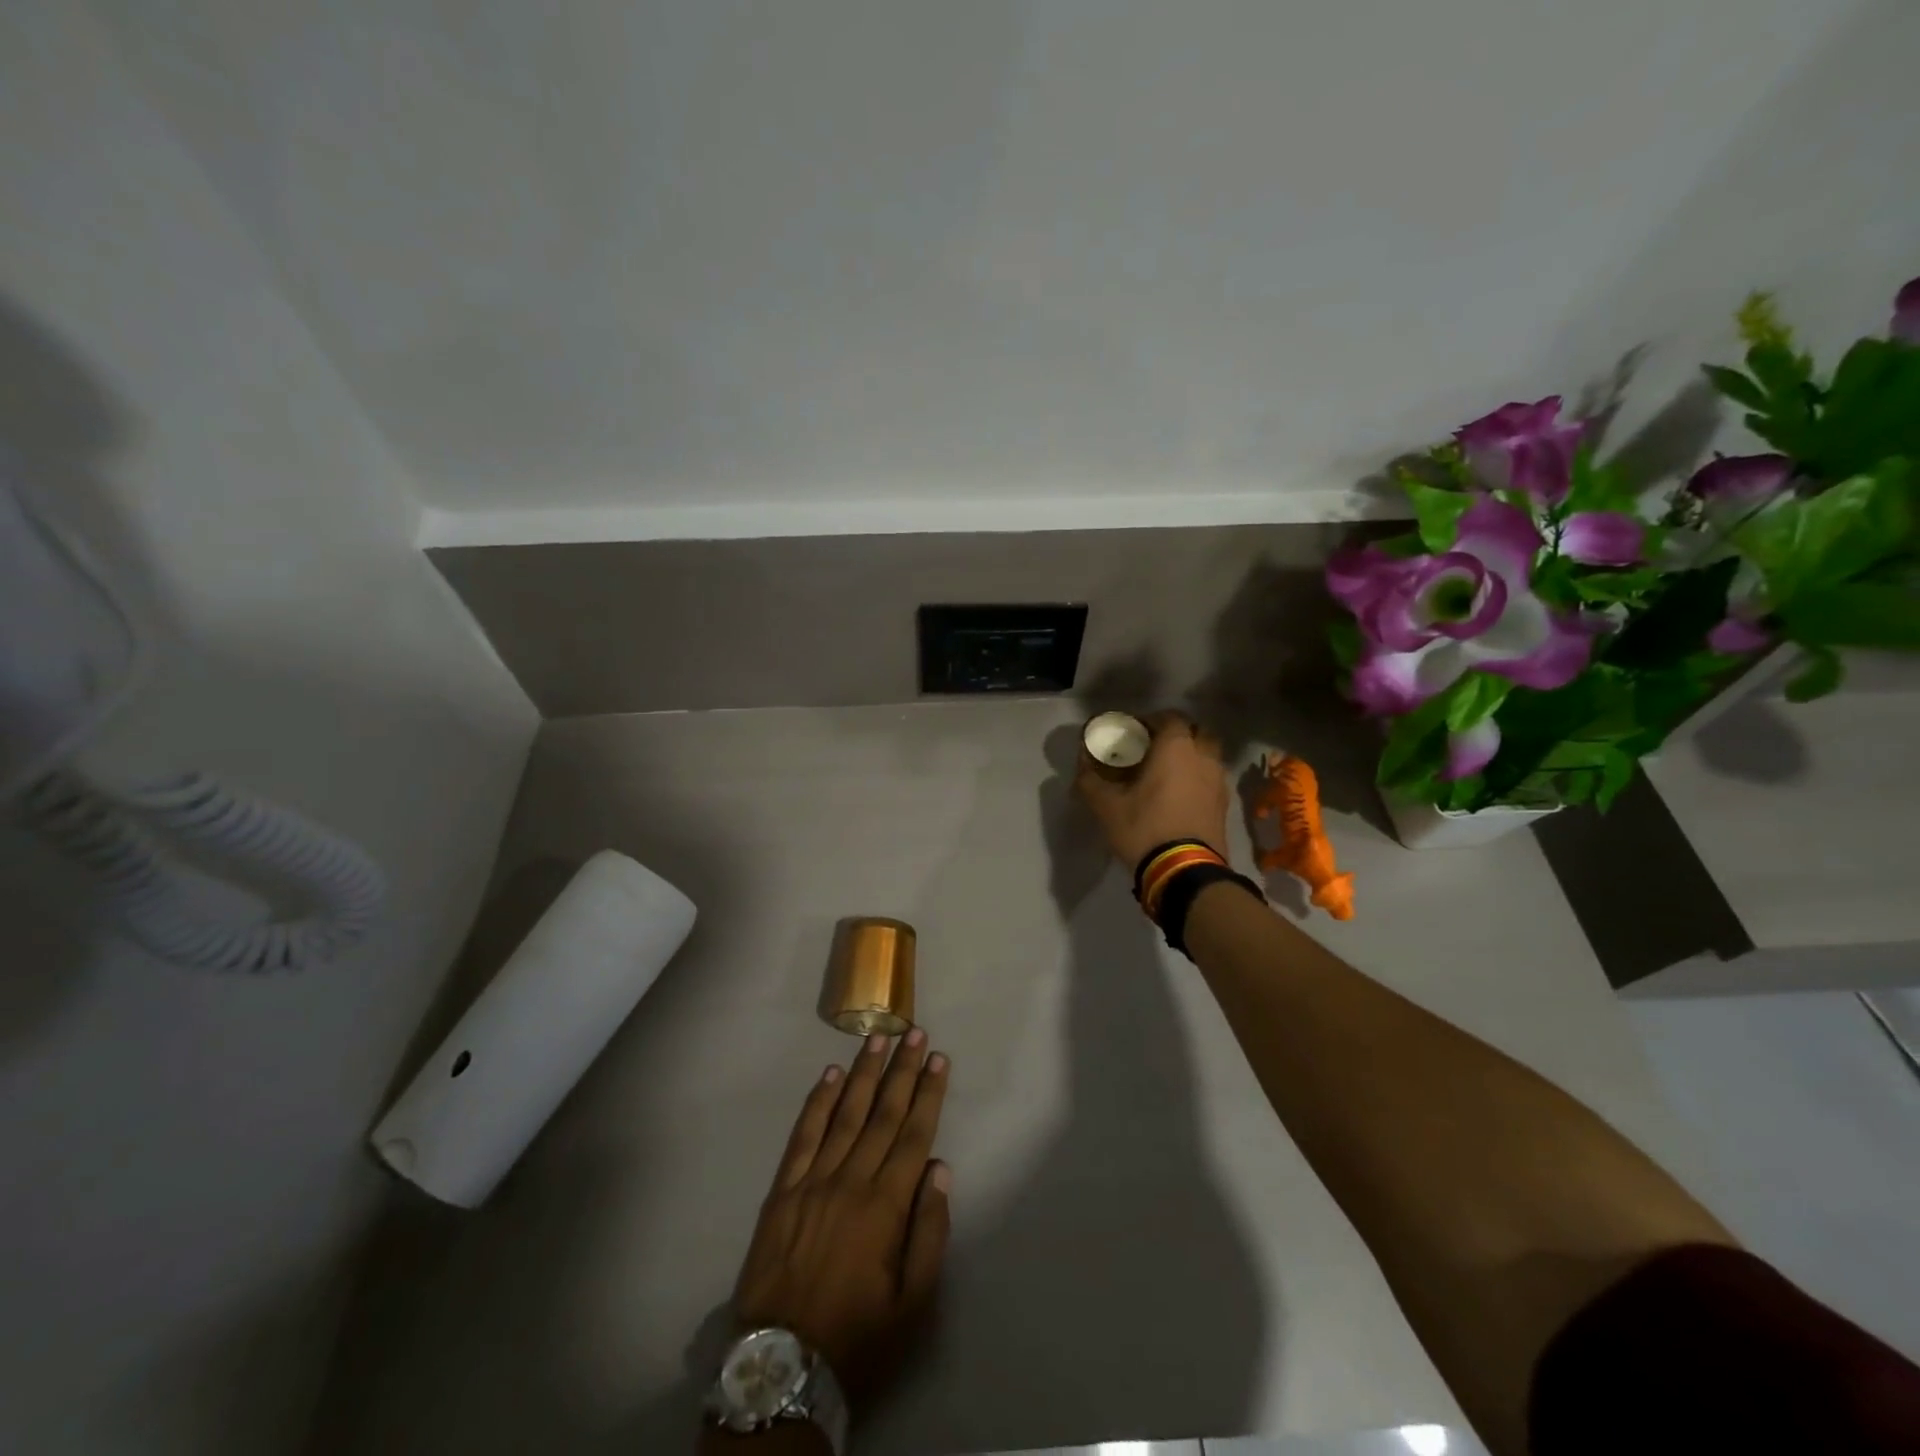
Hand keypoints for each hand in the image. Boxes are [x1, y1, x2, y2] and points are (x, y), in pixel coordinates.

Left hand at [730, 1030, 951, 1406]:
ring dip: (863, 1073)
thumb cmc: (857, 1337)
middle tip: (916, 1032)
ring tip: (879, 1039)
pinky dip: (817, 1103)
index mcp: (885, 1207)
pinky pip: (803, 1136)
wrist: (783, 1367)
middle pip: (882, 1114)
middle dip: (903, 1070)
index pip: (914, 1135)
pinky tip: (829, 1075)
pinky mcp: (783, 1190)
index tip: (940, 1059)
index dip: (929, 1094)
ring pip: (844, 1114)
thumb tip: (939, 1170)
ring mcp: (813, 1181)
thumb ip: (929, 1233)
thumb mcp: (912, 1305)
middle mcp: (850, 1181)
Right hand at [1075, 709, 1231, 869]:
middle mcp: (1203, 757)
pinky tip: (1180, 796)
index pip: (1170, 717)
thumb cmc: (1144, 828)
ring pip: (1208, 756)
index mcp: (1176, 748)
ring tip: (1168, 773)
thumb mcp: (1106, 805)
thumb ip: (1090, 779)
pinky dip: (1199, 778)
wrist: (1185, 871)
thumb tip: (1082, 764)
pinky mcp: (1224, 805)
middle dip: (1178, 735)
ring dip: (1191, 757)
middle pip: (1197, 732)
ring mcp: (1219, 782)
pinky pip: (1212, 779)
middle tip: (1155, 749)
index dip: (1151, 720)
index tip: (1133, 732)